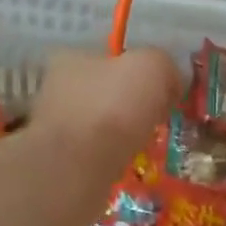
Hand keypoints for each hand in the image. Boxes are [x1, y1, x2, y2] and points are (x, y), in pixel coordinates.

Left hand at [29, 47, 181, 172]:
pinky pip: (95, 153)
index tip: (161, 89)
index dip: (139, 69)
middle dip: (131, 104)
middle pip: (105, 91)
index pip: (110, 56)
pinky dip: (112, 156)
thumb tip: (170, 82)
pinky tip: (125, 162)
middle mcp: (55, 89)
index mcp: (70, 58)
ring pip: (100, 124)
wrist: (77, 169)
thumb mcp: (151, 67)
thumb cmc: (111, 107)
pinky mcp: (59, 161)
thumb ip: (164, 64)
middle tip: (157, 117)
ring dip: (121, 132)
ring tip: (144, 142)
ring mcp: (54, 127)